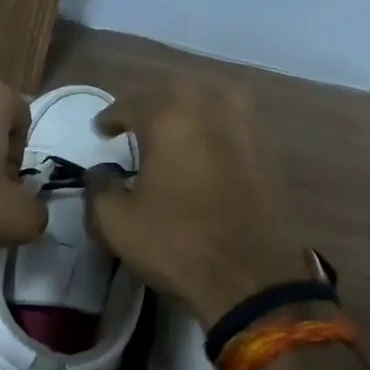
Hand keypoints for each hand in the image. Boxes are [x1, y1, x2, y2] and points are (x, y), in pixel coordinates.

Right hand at [83, 82, 307, 323]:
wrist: (249, 277)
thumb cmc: (176, 243)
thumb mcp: (116, 222)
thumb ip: (99, 188)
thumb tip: (101, 171)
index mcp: (171, 117)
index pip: (132, 103)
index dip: (111, 116)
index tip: (101, 130)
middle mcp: (212, 109)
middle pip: (177, 92)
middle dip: (152, 105)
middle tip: (136, 125)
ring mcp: (248, 129)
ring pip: (216, 99)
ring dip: (192, 108)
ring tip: (176, 129)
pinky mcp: (270, 154)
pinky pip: (238, 124)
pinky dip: (218, 128)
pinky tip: (208, 150)